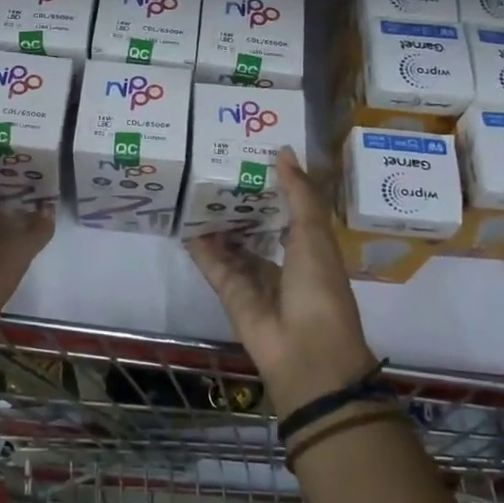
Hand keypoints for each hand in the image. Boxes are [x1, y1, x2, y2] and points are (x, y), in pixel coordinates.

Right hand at [186, 147, 376, 415]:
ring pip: (232, 244)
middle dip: (241, 202)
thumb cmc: (319, 287)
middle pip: (257, 226)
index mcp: (311, 247)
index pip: (290, 209)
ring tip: (196, 187)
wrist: (305, 351)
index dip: (275, 185)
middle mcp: (282, 261)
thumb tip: (284, 151)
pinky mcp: (230, 293)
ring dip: (217, 222)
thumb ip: (299, 193)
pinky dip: (200, 247)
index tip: (254, 156)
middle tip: (217, 167)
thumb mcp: (314, 234)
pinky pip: (212, 264)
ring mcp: (254, 278)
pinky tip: (184, 221)